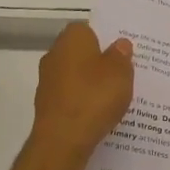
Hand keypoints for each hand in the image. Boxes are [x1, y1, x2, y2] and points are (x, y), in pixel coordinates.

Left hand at [31, 23, 133, 157]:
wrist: (62, 140)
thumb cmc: (94, 97)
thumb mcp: (121, 72)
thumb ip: (121, 55)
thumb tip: (119, 44)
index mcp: (72, 38)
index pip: (89, 29)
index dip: (106, 39)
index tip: (121, 52)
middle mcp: (54, 54)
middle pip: (81, 53)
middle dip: (99, 62)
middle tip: (122, 74)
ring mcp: (47, 81)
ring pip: (75, 76)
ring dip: (90, 84)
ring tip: (114, 97)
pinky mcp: (46, 105)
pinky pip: (70, 97)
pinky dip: (82, 102)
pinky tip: (98, 114)